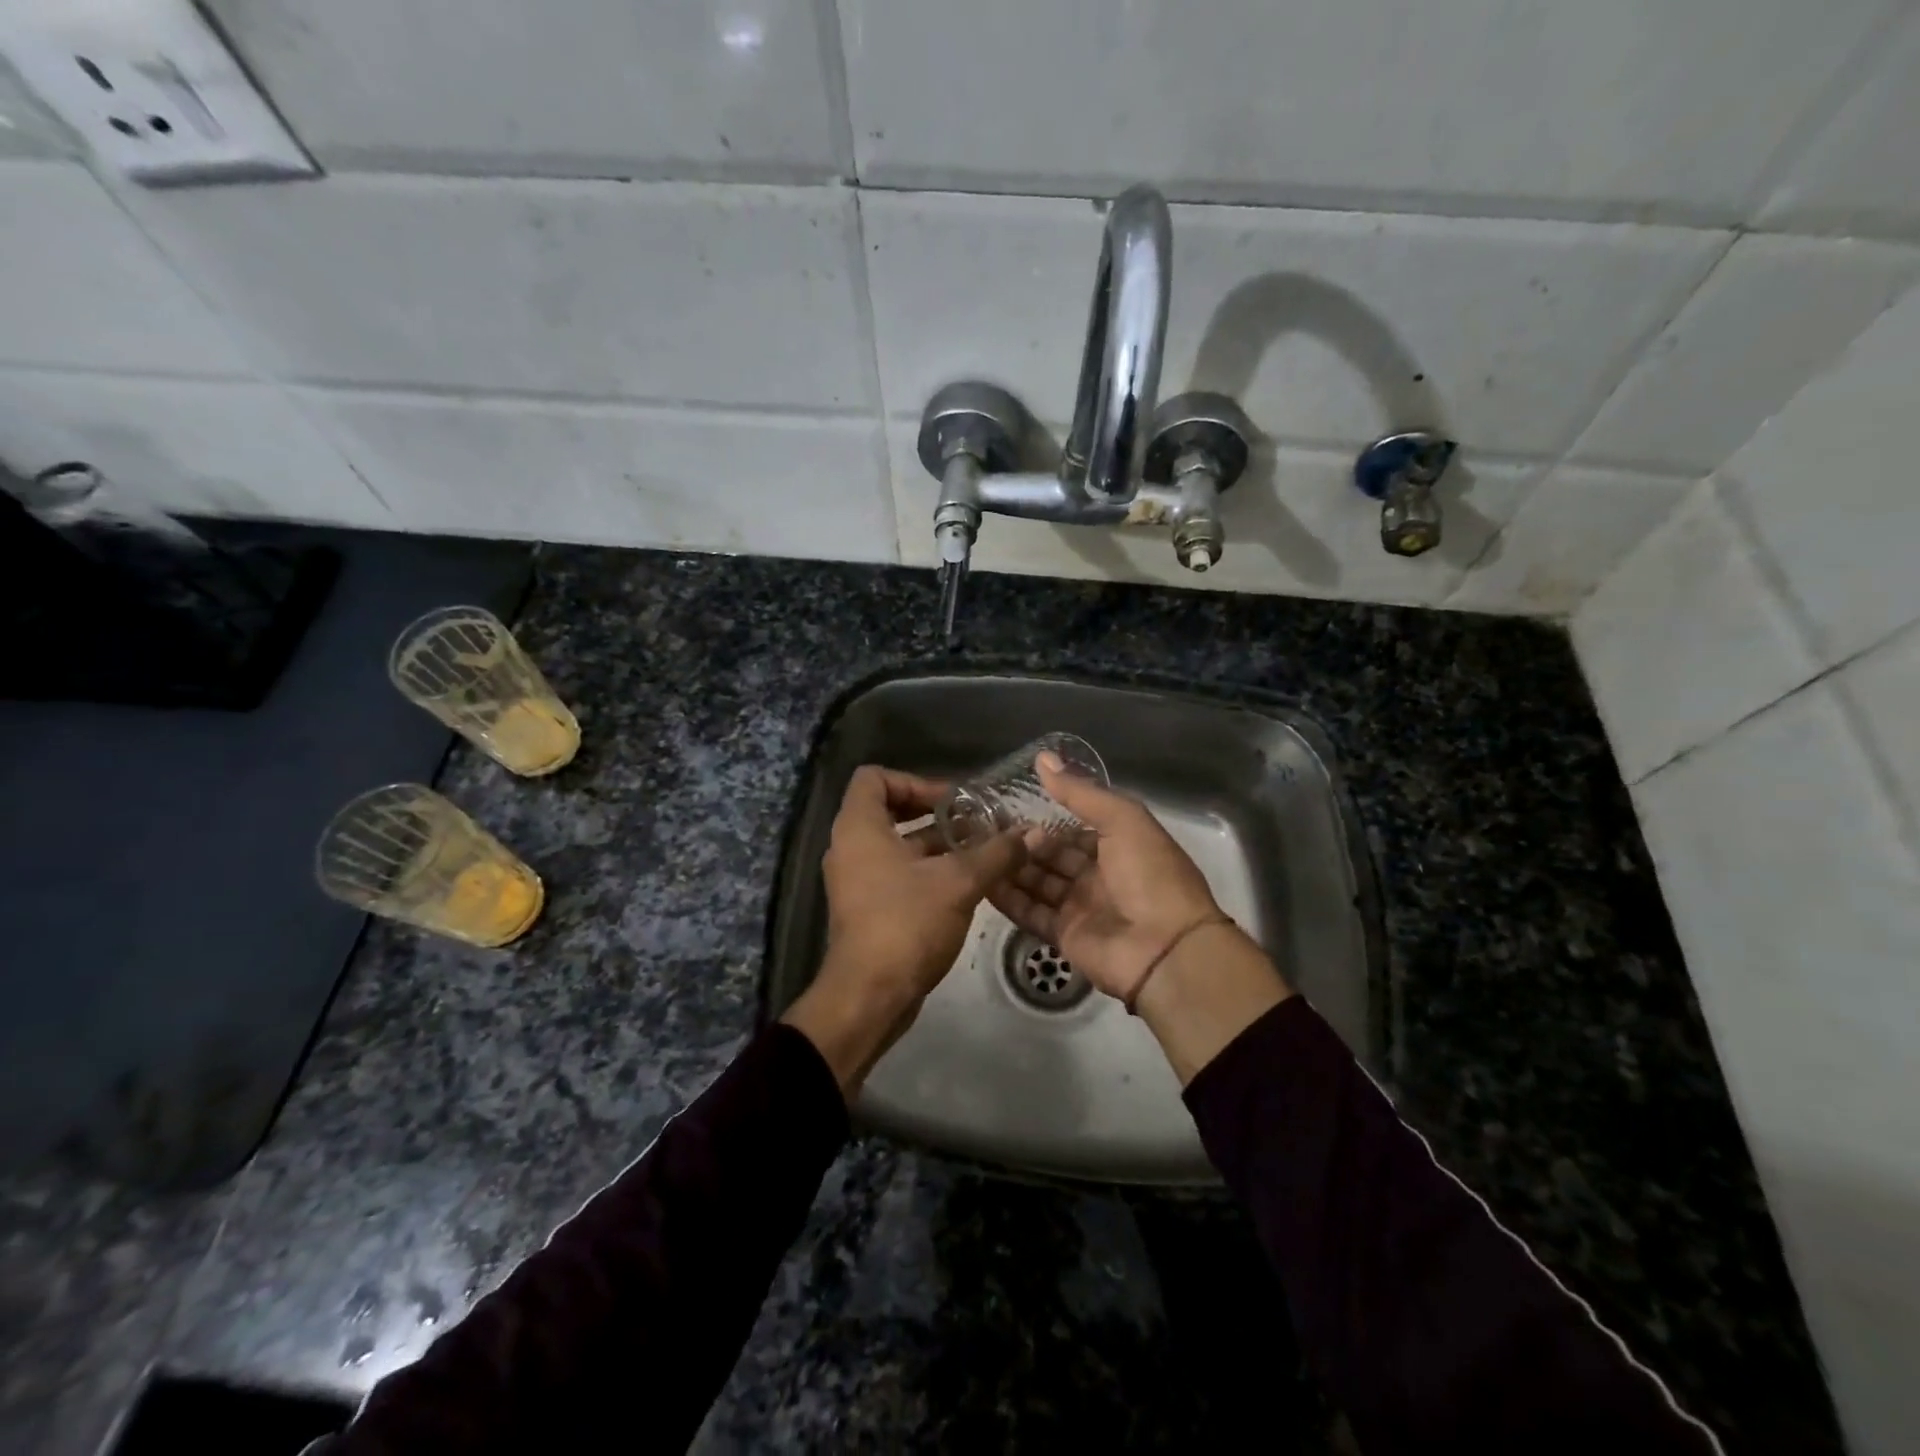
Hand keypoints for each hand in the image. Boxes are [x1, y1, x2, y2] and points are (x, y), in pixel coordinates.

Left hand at [782, 765, 1025, 1096]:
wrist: (869, 996)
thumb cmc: (907, 924)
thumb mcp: (959, 882)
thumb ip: (996, 853)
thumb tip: (1032, 832)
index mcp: (859, 828)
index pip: (874, 777)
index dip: (915, 781)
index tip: (952, 801)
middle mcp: (851, 847)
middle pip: (890, 810)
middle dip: (935, 815)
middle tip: (974, 823)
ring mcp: (856, 880)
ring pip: (897, 845)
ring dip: (937, 845)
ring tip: (981, 852)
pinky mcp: (867, 908)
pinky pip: (896, 873)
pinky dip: (927, 871)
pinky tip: (967, 884)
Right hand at [989, 753, 1222, 1002]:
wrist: (1166, 949)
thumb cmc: (1150, 875)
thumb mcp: (1122, 820)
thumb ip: (1081, 792)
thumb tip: (1043, 757)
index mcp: (1119, 846)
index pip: (1074, 829)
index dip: (1045, 820)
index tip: (1008, 808)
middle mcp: (1099, 876)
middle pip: (1053, 856)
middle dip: (1024, 843)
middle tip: (984, 829)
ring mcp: (1080, 907)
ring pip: (1038, 883)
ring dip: (1012, 868)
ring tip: (976, 850)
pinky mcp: (1064, 935)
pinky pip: (1031, 913)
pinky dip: (1008, 899)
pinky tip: (981, 881)